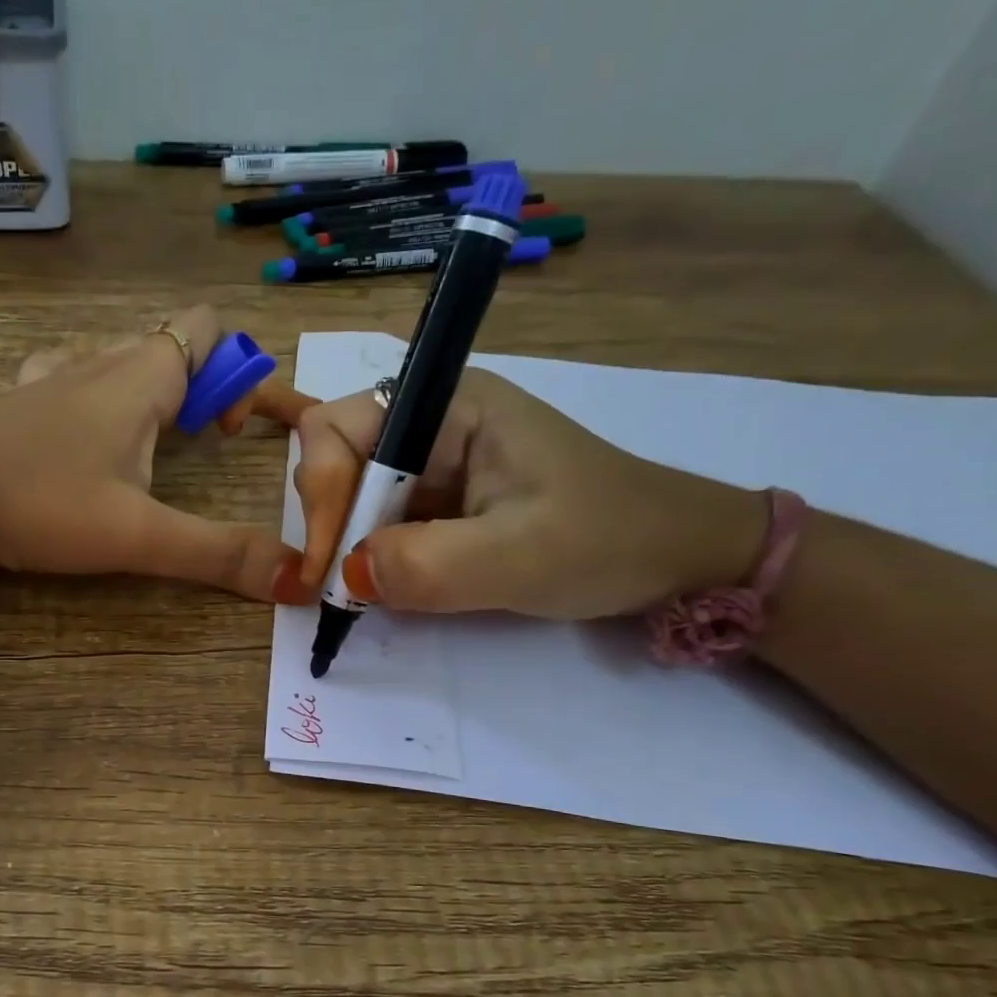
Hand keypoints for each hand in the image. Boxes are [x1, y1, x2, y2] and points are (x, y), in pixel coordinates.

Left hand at [0, 304, 317, 601]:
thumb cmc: (38, 504)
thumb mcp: (139, 537)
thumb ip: (219, 555)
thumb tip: (297, 581)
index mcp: (139, 377)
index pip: (207, 328)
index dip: (236, 371)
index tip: (225, 436)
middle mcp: (97, 361)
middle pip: (167, 343)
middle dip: (198, 389)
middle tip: (194, 449)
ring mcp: (50, 378)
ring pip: (117, 357)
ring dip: (147, 390)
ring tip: (148, 450)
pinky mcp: (16, 402)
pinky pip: (71, 375)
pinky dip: (95, 396)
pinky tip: (84, 442)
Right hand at [291, 366, 766, 617]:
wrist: (677, 557)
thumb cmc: (610, 541)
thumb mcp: (519, 557)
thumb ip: (427, 565)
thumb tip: (346, 576)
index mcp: (449, 405)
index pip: (337, 428)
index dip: (319, 493)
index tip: (330, 568)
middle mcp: (431, 421)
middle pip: (335, 459)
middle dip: (331, 524)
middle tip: (346, 588)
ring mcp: (433, 459)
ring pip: (351, 494)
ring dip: (349, 546)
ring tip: (374, 591)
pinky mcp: (440, 496)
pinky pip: (379, 520)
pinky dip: (371, 558)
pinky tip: (391, 585)